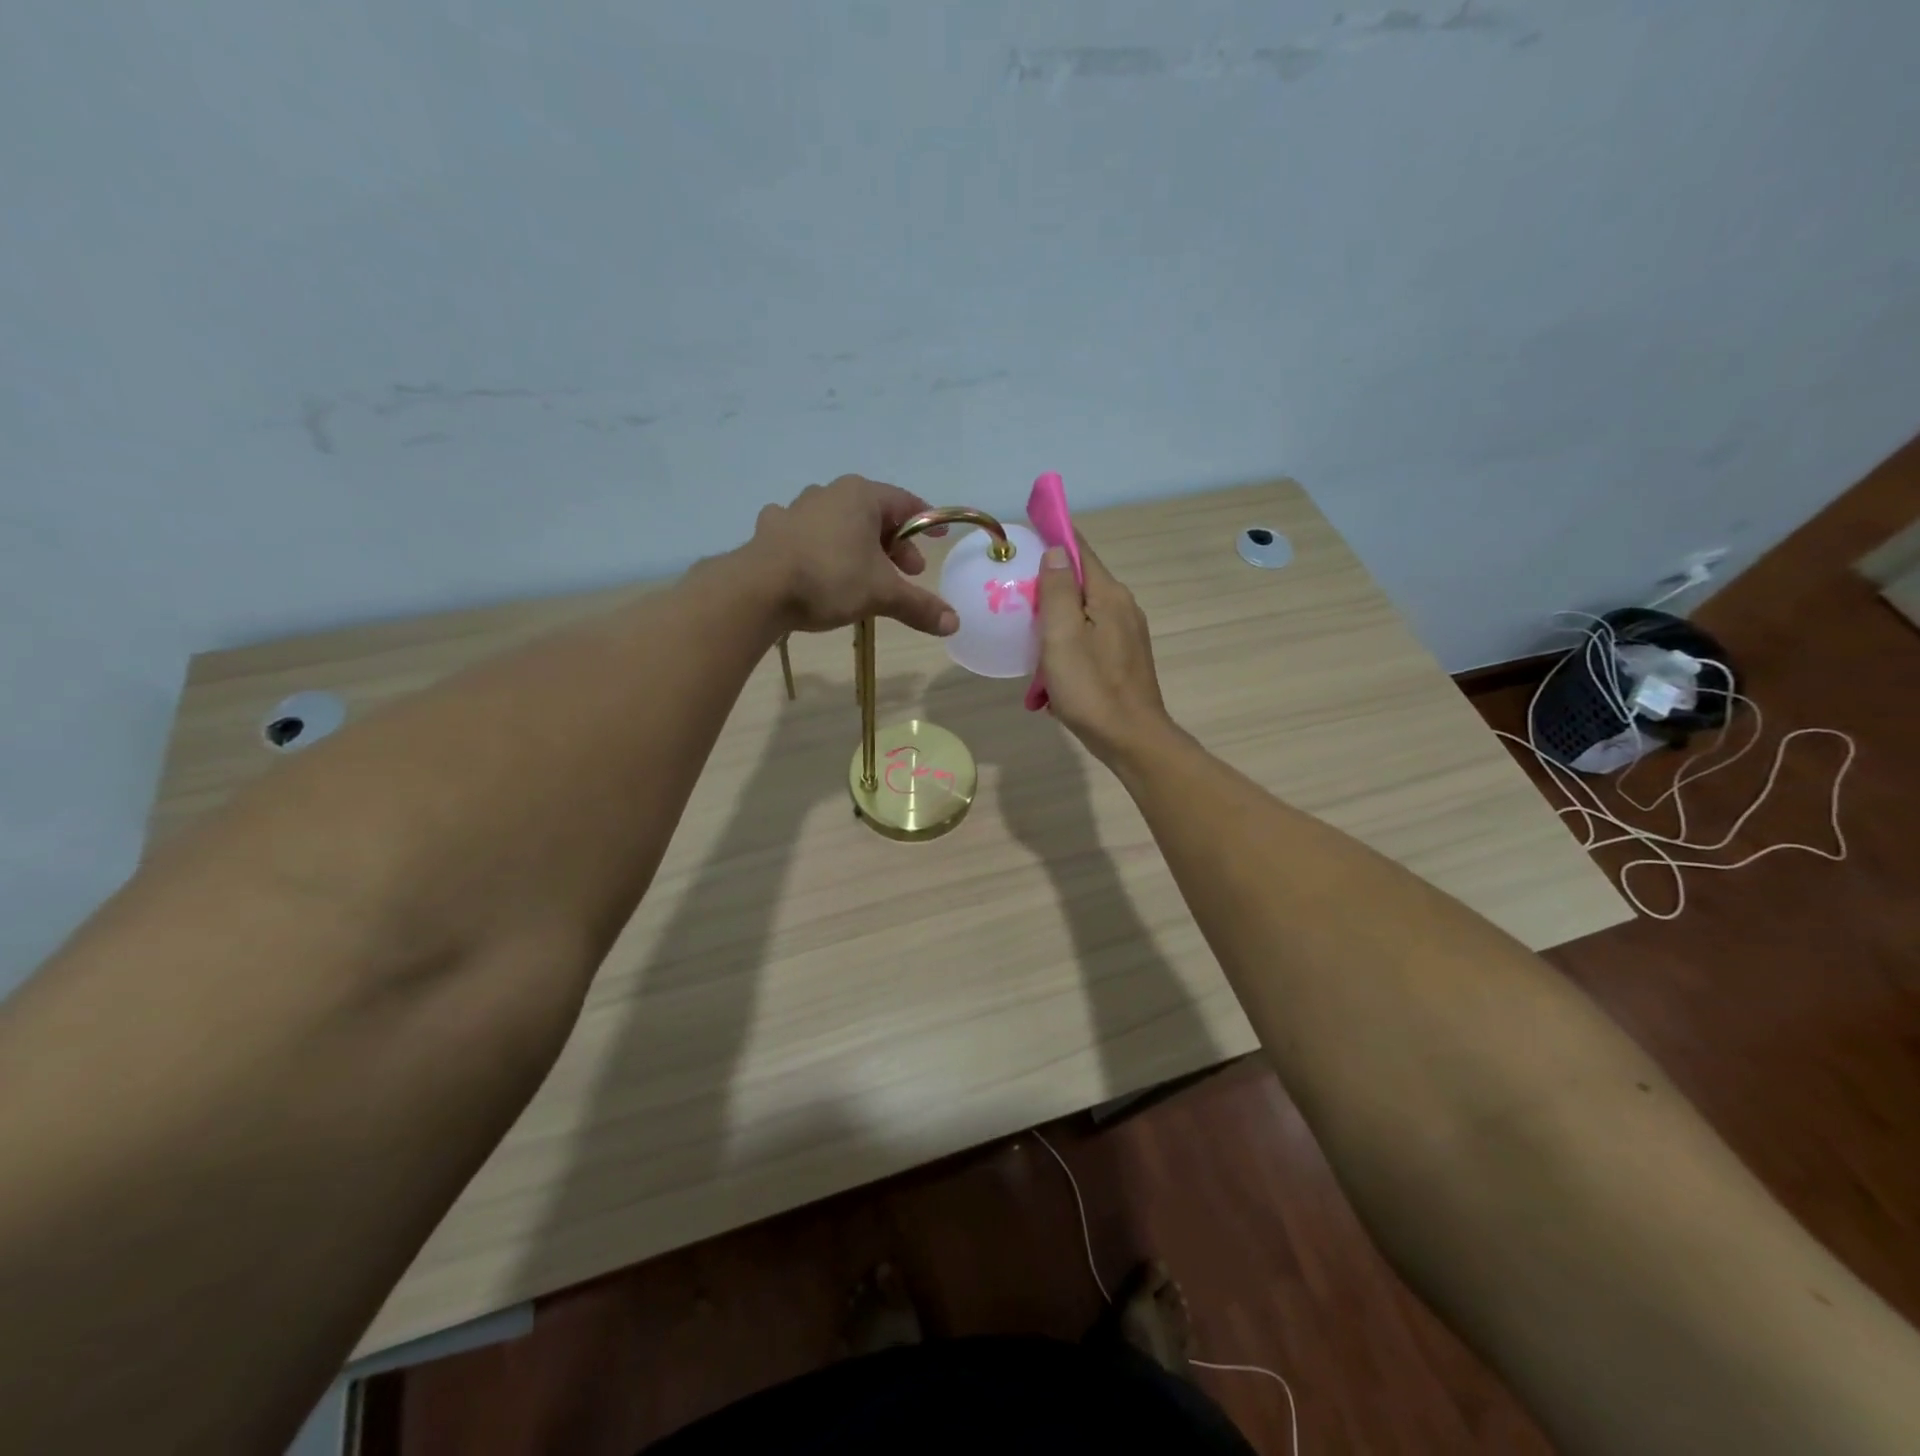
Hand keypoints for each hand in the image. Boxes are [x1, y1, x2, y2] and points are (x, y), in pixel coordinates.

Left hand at [750, 476, 957, 636]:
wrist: (759, 589)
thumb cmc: (830, 579)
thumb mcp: (883, 594)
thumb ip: (919, 606)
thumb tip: (954, 624)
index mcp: (861, 496)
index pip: (905, 502)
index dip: (926, 521)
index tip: (938, 538)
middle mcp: (828, 493)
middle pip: (873, 514)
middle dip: (894, 544)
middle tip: (908, 572)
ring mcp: (795, 509)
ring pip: (838, 523)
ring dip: (858, 546)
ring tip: (866, 575)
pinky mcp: (771, 531)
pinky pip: (805, 535)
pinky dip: (820, 548)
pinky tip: (818, 566)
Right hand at [1034, 537, 1178, 765]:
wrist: (1131, 738)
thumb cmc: (1091, 688)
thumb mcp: (1062, 636)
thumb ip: (1057, 590)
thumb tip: (1054, 550)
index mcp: (1109, 595)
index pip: (1079, 550)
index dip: (1052, 536)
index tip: (1024, 534)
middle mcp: (1123, 607)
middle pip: (1081, 580)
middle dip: (1048, 580)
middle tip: (1013, 590)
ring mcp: (1127, 634)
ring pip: (1083, 610)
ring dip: (1055, 614)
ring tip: (1025, 626)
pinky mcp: (1123, 657)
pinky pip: (1089, 634)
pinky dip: (1067, 637)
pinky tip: (1050, 658)